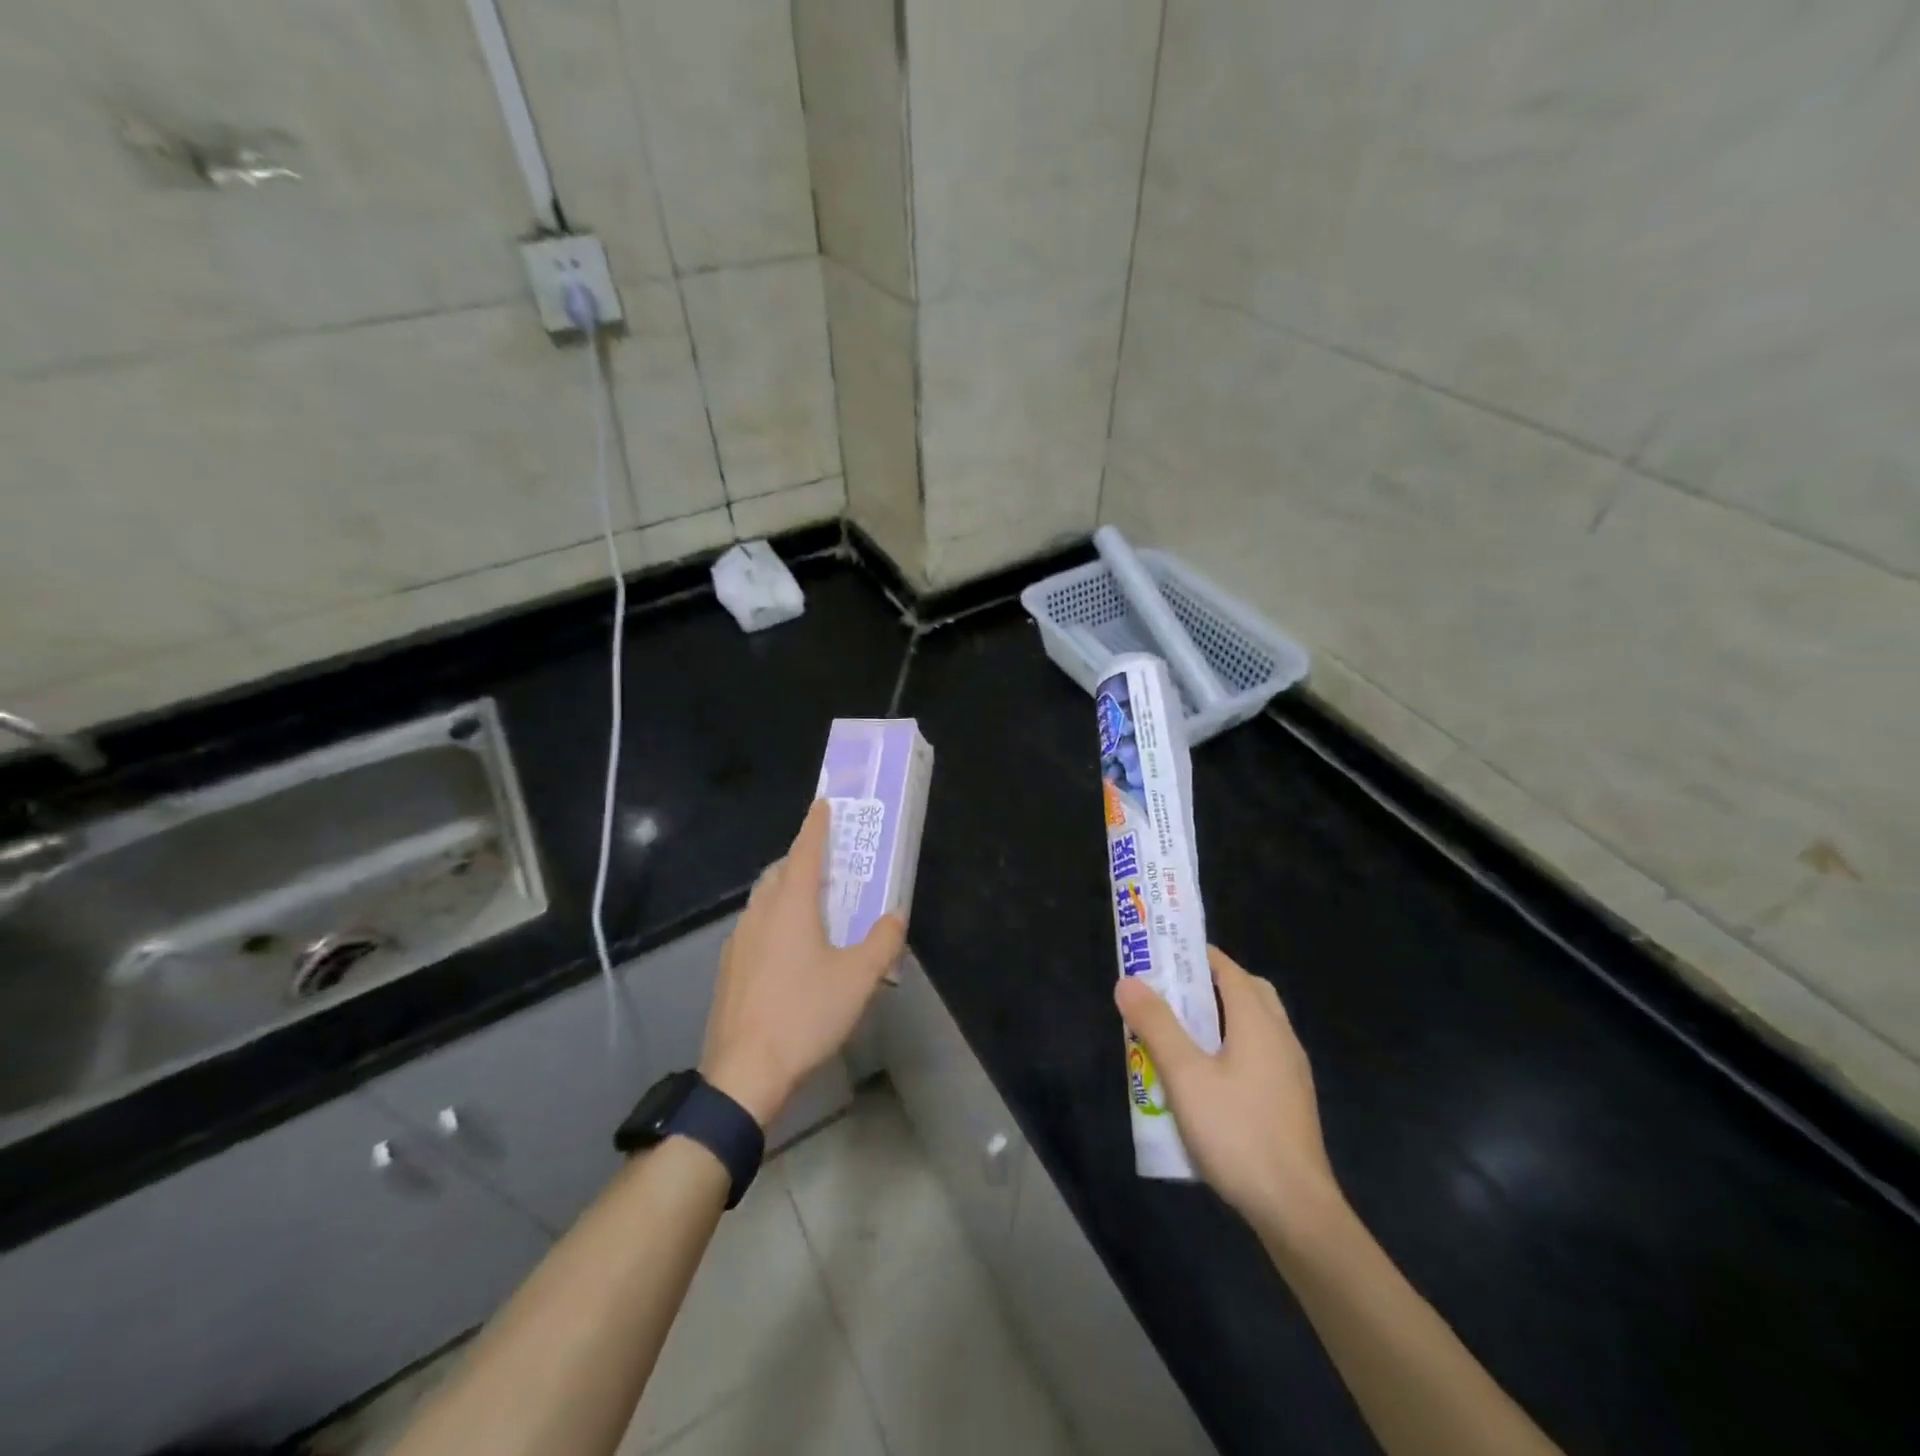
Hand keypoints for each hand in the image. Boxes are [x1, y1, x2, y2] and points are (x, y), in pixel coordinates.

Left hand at [701, 800, 905, 1126]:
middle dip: (801, 859)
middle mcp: (760, 914)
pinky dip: (773, 919)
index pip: (805, 852)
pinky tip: (787, 949)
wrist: (744, 1073)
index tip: (822, 804)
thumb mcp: (859, 979)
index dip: (816, 826)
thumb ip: (882, 941)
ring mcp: (738, 942)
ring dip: (785, 889)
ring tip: (810, 904)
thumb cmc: (805, 1015)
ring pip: (763, 900)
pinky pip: (754, 927)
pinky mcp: (728, 969)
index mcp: (791, 907)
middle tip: (827, 862)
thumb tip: (895, 914)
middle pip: (779, 873)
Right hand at [1115, 946, 1342, 1244]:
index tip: (1162, 955)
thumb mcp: (1185, 1076)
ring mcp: (1290, 1071)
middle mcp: (1280, 1037)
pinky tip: (1207, 1077)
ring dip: (1220, 1017)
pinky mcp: (1290, 1100)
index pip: (1228, 969)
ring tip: (1180, 1033)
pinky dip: (1232, 1046)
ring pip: (1254, 1024)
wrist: (1296, 1210)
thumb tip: (1129, 981)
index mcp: (1258, 1021)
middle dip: (1208, 984)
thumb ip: (1157, 1025)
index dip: (1195, 956)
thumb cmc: (1237, 1133)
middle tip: (1170, 993)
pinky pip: (1259, 1053)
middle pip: (1247, 991)